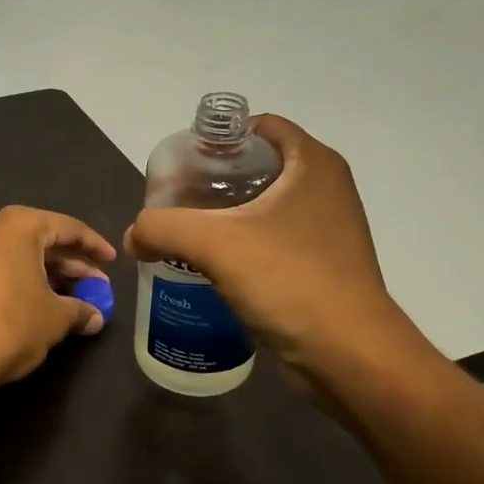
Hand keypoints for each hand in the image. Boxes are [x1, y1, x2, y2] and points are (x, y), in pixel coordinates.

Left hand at [0, 206, 115, 397]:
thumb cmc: (10, 325)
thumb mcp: (55, 318)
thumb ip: (80, 310)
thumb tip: (95, 317)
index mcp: (18, 225)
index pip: (68, 228)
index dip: (95, 246)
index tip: (114, 261)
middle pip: (44, 241)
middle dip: (74, 264)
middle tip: (99, 286)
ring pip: (23, 257)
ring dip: (52, 276)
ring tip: (78, 299)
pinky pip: (4, 269)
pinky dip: (27, 281)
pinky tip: (45, 304)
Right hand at [124, 115, 431, 403]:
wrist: (349, 356)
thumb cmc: (290, 281)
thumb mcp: (214, 244)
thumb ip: (161, 228)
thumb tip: (134, 237)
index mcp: (312, 165)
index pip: (260, 127)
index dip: (218, 138)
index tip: (182, 165)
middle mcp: (324, 189)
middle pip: (257, 168)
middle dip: (212, 181)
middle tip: (173, 202)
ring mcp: (325, 230)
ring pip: (262, 209)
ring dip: (223, 218)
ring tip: (182, 235)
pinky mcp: (318, 267)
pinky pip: (269, 243)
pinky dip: (239, 247)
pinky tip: (207, 268)